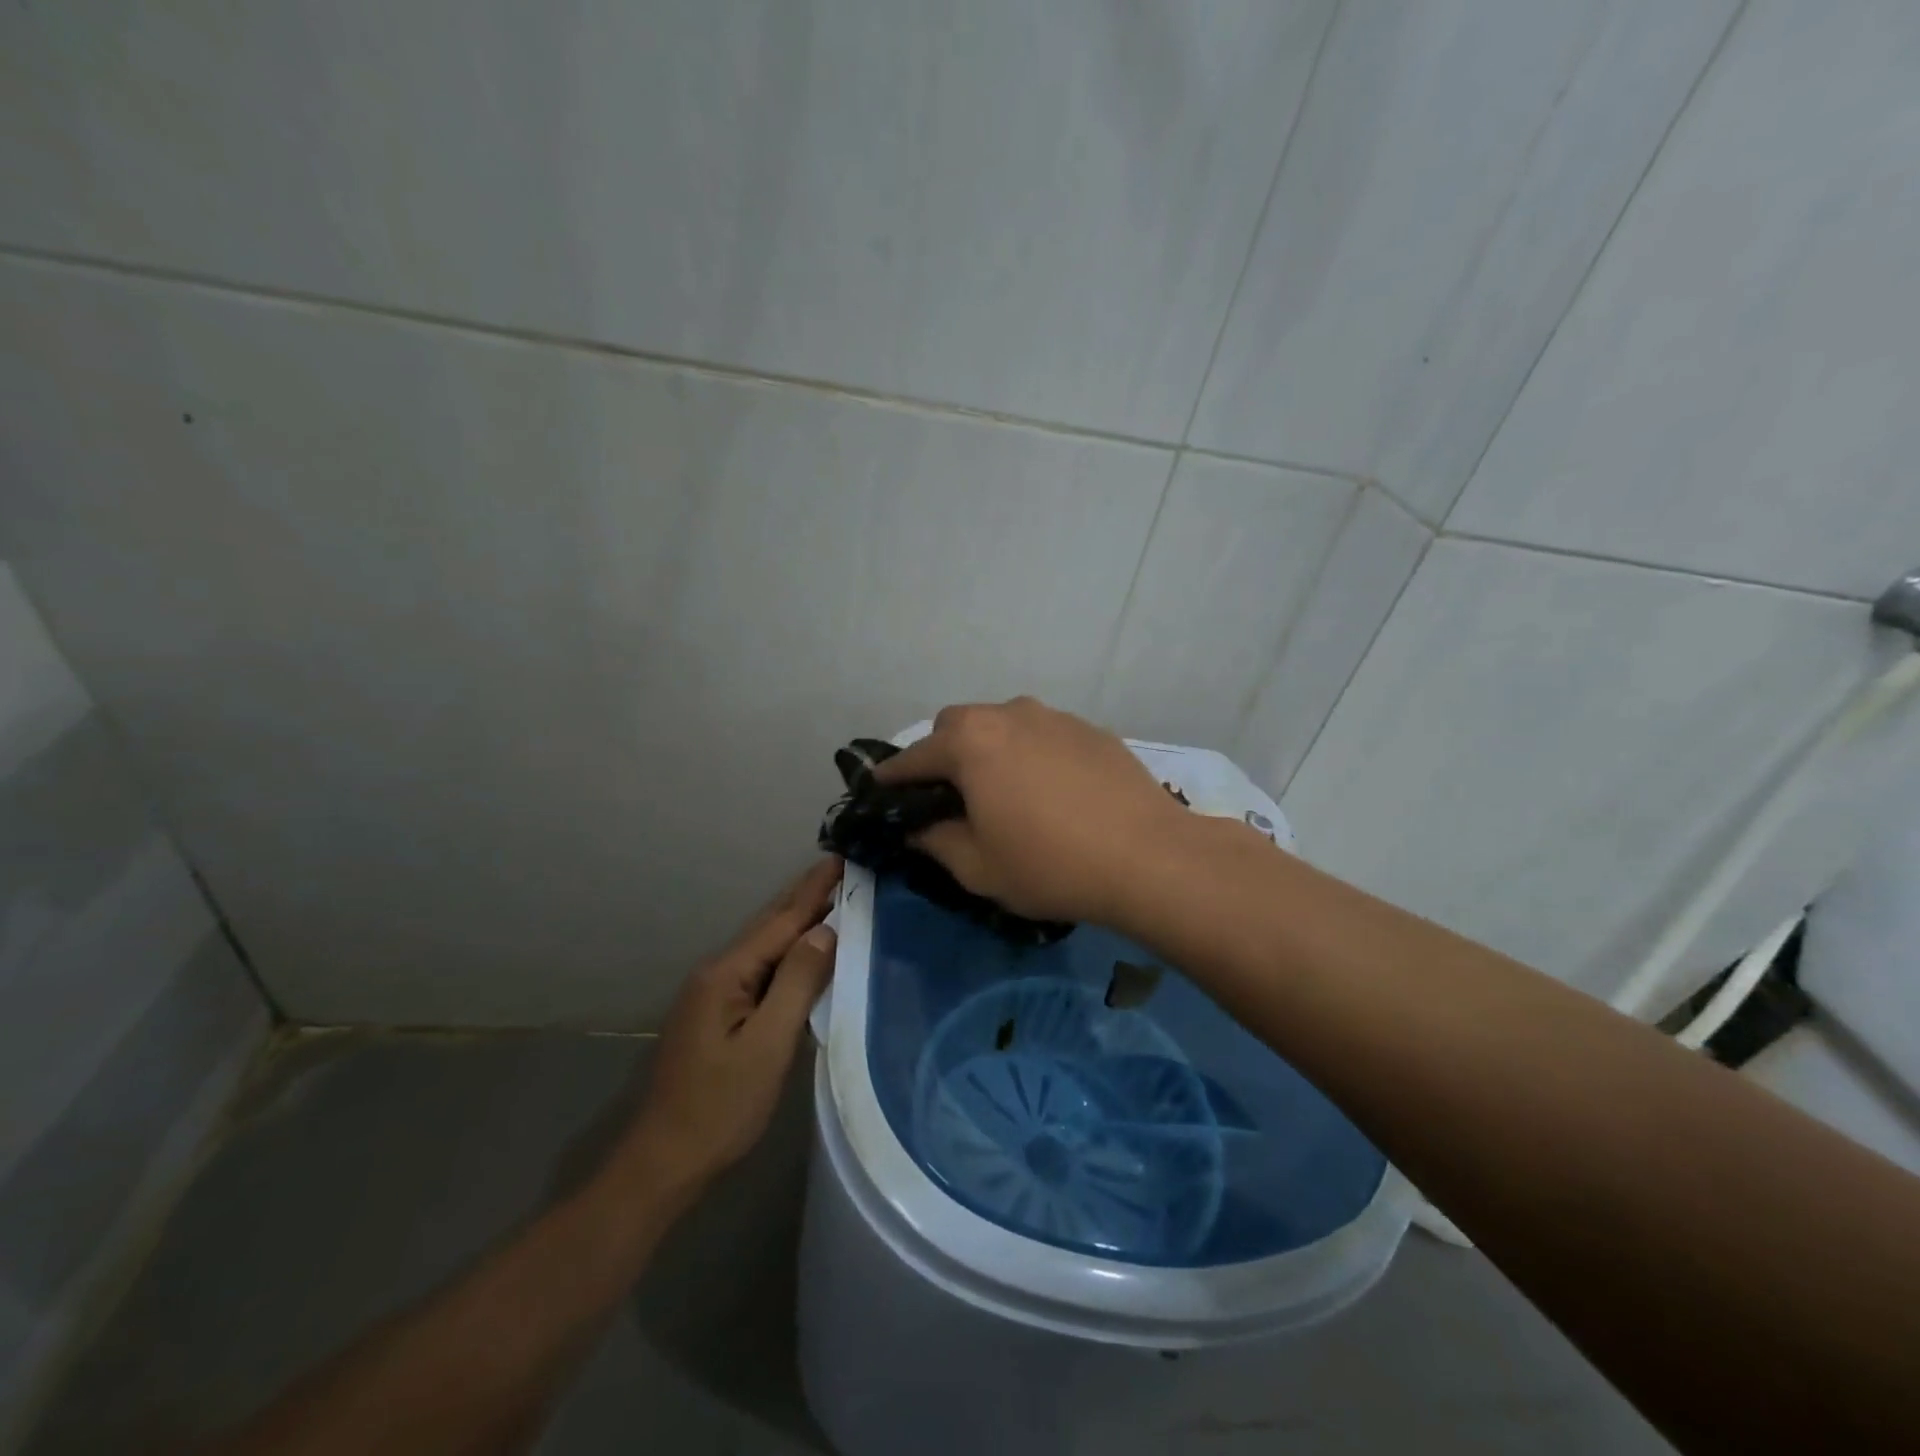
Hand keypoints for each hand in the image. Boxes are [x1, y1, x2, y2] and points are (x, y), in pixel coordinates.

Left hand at [621, 859, 840, 1197]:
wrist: (664, 1162)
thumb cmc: (721, 1106)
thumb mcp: (767, 1045)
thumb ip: (797, 983)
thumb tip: (825, 930)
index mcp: (727, 974)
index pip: (780, 921)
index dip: (813, 890)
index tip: (841, 857)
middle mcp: (716, 972)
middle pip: (768, 926)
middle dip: (805, 896)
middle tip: (841, 867)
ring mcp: (713, 993)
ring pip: (764, 946)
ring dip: (797, 920)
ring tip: (831, 897)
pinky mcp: (718, 1013)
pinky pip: (760, 968)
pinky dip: (787, 951)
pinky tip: (804, 950)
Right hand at [875, 697, 1185, 925]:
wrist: (1149, 857)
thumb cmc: (1050, 864)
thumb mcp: (978, 867)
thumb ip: (936, 841)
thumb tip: (919, 826)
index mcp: (971, 743)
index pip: (914, 756)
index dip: (892, 777)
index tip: (879, 791)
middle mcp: (1008, 715)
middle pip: (957, 726)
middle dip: (941, 755)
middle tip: (949, 796)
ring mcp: (1054, 717)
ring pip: (1002, 724)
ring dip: (988, 750)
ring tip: (1002, 791)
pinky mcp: (1090, 729)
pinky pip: (1042, 735)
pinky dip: (1029, 754)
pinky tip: (1049, 791)